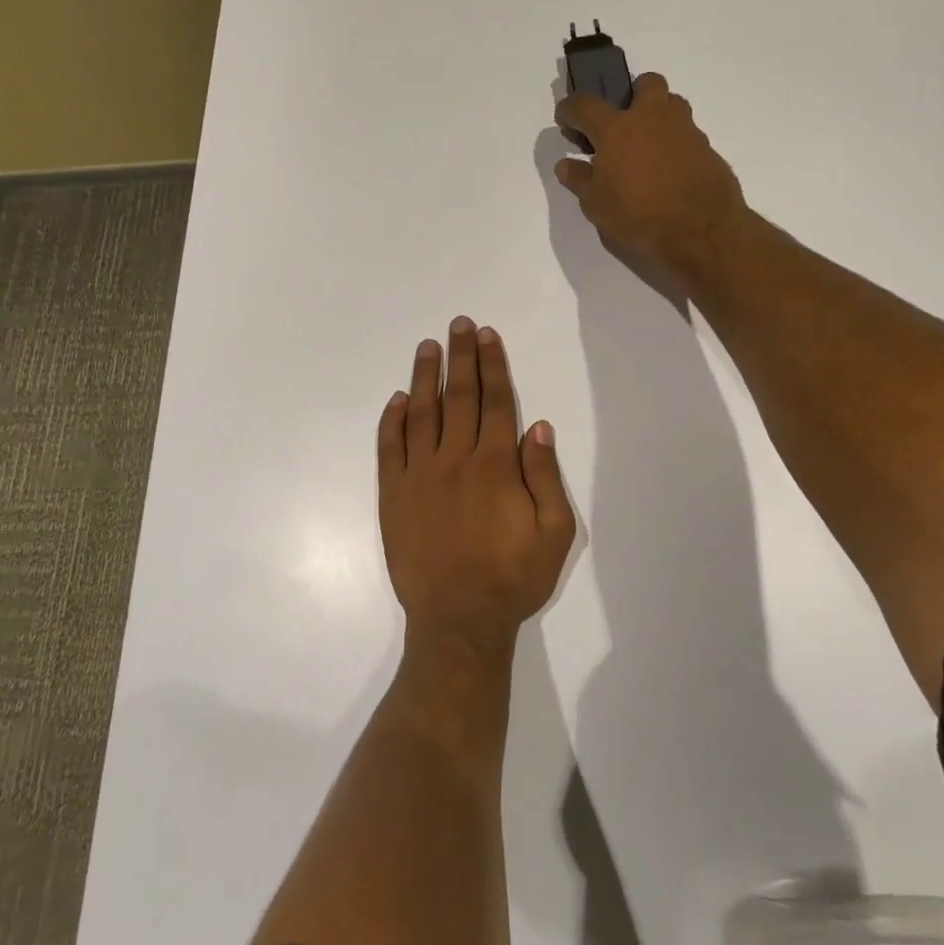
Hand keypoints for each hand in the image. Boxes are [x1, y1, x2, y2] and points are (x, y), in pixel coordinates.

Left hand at [377, 318, 575, 647]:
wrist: (458, 620)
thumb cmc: (512, 578)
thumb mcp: (554, 533)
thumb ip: (545, 475)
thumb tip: (537, 426)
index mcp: (495, 466)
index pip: (495, 402)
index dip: (492, 365)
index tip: (487, 335)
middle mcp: (455, 460)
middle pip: (459, 397)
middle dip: (461, 357)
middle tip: (459, 324)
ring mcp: (418, 476)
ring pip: (421, 413)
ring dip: (425, 376)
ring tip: (428, 346)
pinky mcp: (393, 495)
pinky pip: (389, 448)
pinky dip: (392, 420)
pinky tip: (397, 399)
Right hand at [554, 73, 748, 279]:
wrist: (701, 231)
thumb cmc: (638, 217)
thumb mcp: (596, 205)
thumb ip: (579, 180)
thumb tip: (566, 164)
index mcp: (617, 129)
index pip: (584, 105)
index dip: (569, 109)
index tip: (565, 120)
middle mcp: (652, 119)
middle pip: (646, 83)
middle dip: (632, 95)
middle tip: (623, 124)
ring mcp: (685, 130)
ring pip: (673, 104)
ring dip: (658, 116)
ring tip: (648, 148)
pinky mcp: (708, 149)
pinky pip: (688, 135)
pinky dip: (676, 145)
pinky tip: (669, 172)